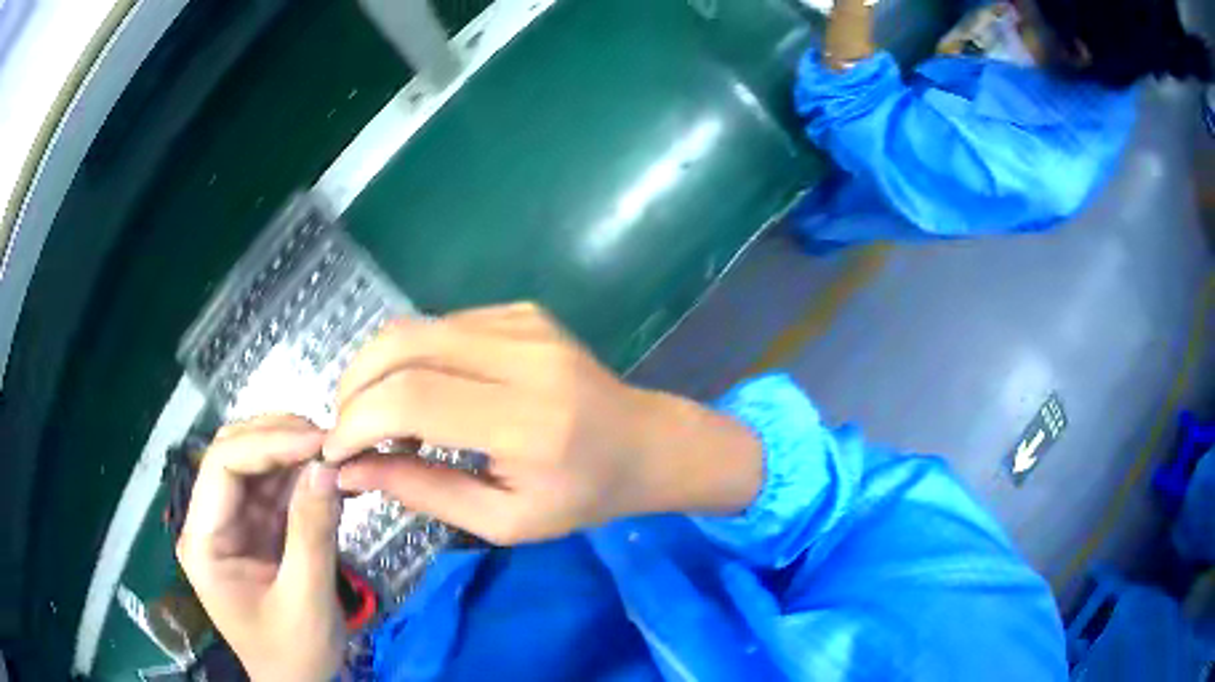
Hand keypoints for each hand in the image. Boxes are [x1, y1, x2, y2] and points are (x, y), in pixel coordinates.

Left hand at [177, 416, 343, 681]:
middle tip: (329, 440)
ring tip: (335, 452)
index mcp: (203, 542)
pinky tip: (330, 475)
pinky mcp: (256, 531)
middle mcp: (211, 523)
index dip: (267, 443)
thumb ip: (312, 534)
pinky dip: (303, 477)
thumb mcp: (306, 601)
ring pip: (256, 465)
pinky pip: (276, 490)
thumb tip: (327, 467)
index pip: (222, 467)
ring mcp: (233, 524)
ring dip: (294, 453)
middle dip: (280, 439)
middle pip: (234, 455)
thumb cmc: (294, 654)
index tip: (318, 441)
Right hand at [324, 303, 761, 544]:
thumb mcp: (503, 520)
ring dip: (377, 370)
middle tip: (347, 429)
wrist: (644, 443)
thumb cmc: (581, 495)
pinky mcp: (522, 311)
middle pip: (402, 345)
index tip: (335, 451)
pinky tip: (420, 394)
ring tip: (378, 418)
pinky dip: (411, 358)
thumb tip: (350, 470)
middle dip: (354, 385)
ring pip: (415, 328)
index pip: (412, 398)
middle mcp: (524, 356)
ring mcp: (524, 323)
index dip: (357, 421)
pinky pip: (441, 325)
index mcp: (527, 420)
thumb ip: (423, 491)